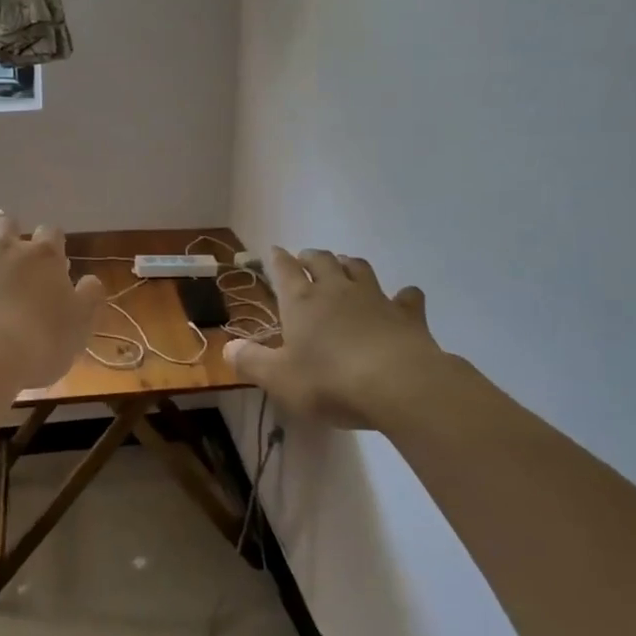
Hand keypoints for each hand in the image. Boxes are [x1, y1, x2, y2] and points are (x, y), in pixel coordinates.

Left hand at [0, 214, 105, 389]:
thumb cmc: (38, 342)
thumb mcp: (80, 326)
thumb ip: (89, 298)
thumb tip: (90, 280)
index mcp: (43, 257)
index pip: (51, 233)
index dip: (51, 242)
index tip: (51, 259)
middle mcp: (5, 246)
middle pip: (7, 222)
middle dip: (9, 229)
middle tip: (9, 244)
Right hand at [225, 248, 458, 429]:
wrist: (397, 384)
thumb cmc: (329, 381)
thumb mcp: (279, 379)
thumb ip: (251, 362)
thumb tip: (228, 347)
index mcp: (301, 301)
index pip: (285, 270)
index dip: (277, 259)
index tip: (274, 251)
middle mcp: (336, 290)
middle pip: (322, 260)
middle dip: (311, 257)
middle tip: (306, 258)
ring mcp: (375, 298)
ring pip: (360, 268)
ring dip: (349, 264)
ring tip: (344, 267)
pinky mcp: (407, 314)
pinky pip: (406, 296)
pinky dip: (402, 296)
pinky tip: (403, 299)